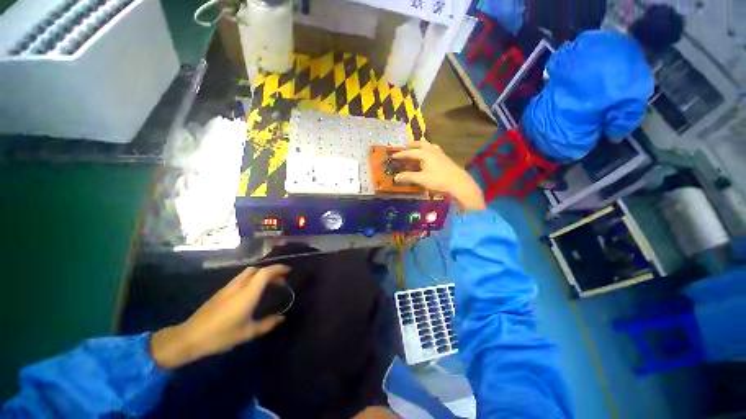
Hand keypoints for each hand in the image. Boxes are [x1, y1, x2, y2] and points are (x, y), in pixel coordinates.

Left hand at [150, 265, 289, 368]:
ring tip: (268, 285)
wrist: (190, 337)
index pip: (266, 272)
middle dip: (271, 271)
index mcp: (248, 292)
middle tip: (280, 281)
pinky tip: (252, 292)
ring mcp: (228, 287)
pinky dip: (252, 279)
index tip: (289, 271)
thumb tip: (282, 318)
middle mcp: (239, 285)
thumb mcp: (248, 332)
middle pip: (257, 269)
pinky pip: (241, 278)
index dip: (279, 269)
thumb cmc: (221, 335)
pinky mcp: (221, 291)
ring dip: (261, 274)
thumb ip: (267, 324)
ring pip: (248, 272)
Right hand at [393, 142, 485, 212]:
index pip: (410, 152)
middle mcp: (432, 151)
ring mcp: (440, 154)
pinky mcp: (445, 158)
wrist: (458, 183)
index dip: (401, 154)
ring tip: (416, 149)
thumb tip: (396, 177)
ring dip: (421, 146)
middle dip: (412, 145)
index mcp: (425, 154)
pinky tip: (429, 157)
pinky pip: (434, 150)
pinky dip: (428, 150)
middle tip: (405, 147)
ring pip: (429, 146)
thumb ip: (408, 177)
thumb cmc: (438, 180)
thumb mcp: (421, 179)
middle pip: (421, 144)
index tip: (393, 156)